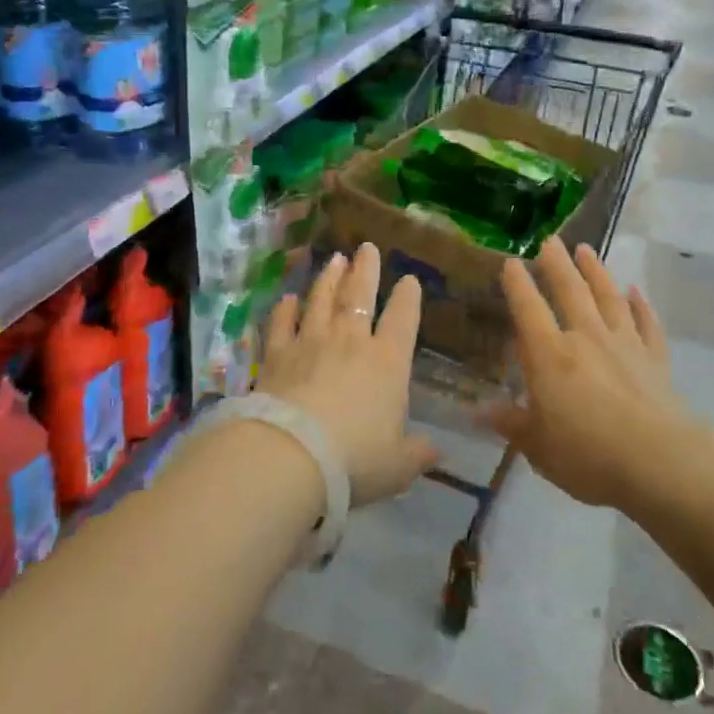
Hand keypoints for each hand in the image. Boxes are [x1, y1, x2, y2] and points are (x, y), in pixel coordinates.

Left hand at [258, 244, 440, 506]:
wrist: (292, 455)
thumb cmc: (355, 460)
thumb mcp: (397, 465)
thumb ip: (417, 453)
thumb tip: (436, 449)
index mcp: (387, 363)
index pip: (402, 320)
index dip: (408, 298)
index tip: (409, 279)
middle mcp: (351, 342)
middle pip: (359, 296)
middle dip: (366, 270)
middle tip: (367, 247)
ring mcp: (311, 343)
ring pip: (321, 301)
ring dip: (329, 278)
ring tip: (334, 258)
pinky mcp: (277, 354)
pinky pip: (282, 324)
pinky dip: (285, 309)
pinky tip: (287, 298)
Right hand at [481, 238, 694, 509]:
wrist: (660, 462)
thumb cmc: (588, 454)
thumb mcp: (538, 446)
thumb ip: (510, 423)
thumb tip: (476, 411)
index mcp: (550, 355)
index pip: (528, 309)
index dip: (517, 284)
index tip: (511, 261)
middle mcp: (585, 338)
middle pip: (570, 291)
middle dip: (557, 264)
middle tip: (550, 240)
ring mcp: (624, 344)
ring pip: (608, 298)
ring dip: (596, 272)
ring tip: (586, 250)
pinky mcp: (655, 359)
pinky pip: (647, 324)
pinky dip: (641, 307)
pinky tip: (636, 293)